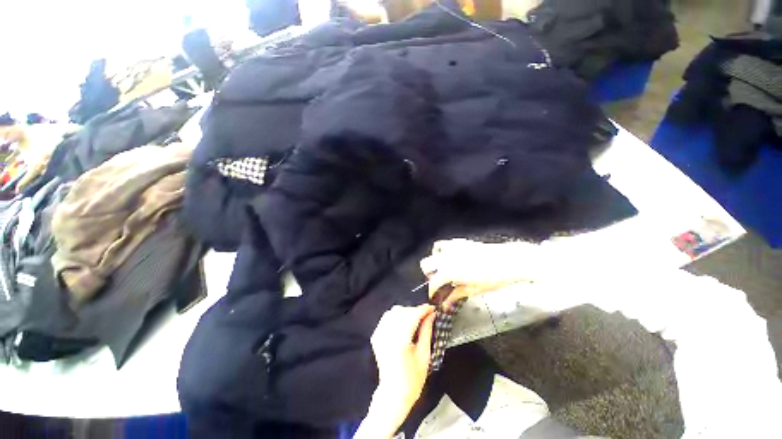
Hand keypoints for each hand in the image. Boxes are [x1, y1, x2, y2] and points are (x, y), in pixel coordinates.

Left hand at [357, 304, 435, 437]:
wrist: (393, 394)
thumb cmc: (413, 379)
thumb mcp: (424, 355)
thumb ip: (427, 331)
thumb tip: (431, 315)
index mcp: (400, 340)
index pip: (412, 315)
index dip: (423, 309)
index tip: (432, 308)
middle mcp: (387, 334)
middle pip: (402, 311)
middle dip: (415, 310)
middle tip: (426, 315)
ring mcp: (379, 334)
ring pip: (393, 312)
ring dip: (406, 312)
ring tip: (416, 319)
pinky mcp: (376, 336)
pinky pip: (386, 318)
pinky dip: (396, 316)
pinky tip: (404, 323)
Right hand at [420, 239, 536, 309]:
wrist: (509, 261)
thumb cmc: (494, 278)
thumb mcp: (474, 290)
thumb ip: (456, 295)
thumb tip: (445, 303)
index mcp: (449, 271)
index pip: (433, 283)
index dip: (432, 293)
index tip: (436, 298)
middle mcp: (447, 257)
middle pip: (426, 265)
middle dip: (430, 275)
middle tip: (441, 284)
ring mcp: (453, 248)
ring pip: (433, 253)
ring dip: (436, 262)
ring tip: (445, 270)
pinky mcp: (460, 242)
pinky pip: (445, 245)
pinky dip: (443, 252)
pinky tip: (452, 259)